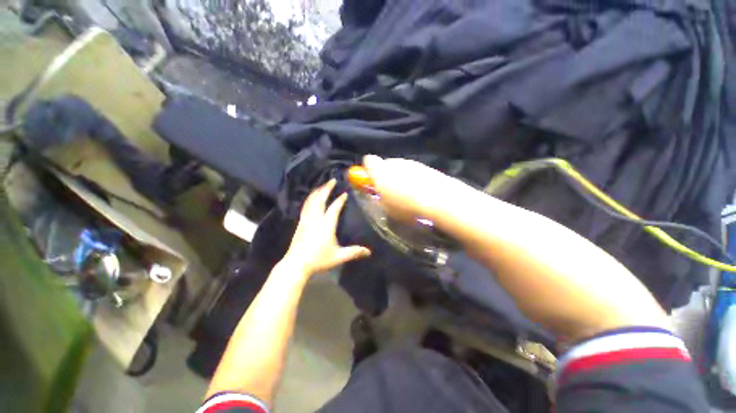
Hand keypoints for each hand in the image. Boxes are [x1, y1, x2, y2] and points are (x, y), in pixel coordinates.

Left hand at [282, 179, 370, 275]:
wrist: (296, 263)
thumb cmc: (319, 259)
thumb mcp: (338, 256)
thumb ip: (354, 252)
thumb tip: (369, 252)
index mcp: (326, 225)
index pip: (334, 208)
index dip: (340, 200)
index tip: (345, 193)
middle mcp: (315, 218)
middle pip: (320, 199)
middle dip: (326, 188)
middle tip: (332, 180)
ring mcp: (306, 219)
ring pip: (311, 200)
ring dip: (317, 191)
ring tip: (323, 185)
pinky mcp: (300, 222)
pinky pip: (305, 206)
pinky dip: (310, 198)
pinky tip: (312, 197)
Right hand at [362, 155, 462, 220]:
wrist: (438, 199)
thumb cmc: (406, 206)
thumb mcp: (386, 208)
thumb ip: (379, 198)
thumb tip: (379, 195)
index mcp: (379, 170)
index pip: (368, 161)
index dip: (368, 170)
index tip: (371, 181)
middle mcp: (393, 162)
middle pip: (385, 163)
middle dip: (385, 174)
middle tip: (389, 190)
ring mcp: (410, 162)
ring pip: (399, 167)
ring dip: (399, 176)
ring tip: (406, 192)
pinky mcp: (424, 165)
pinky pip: (412, 170)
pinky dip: (412, 178)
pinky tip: (418, 190)